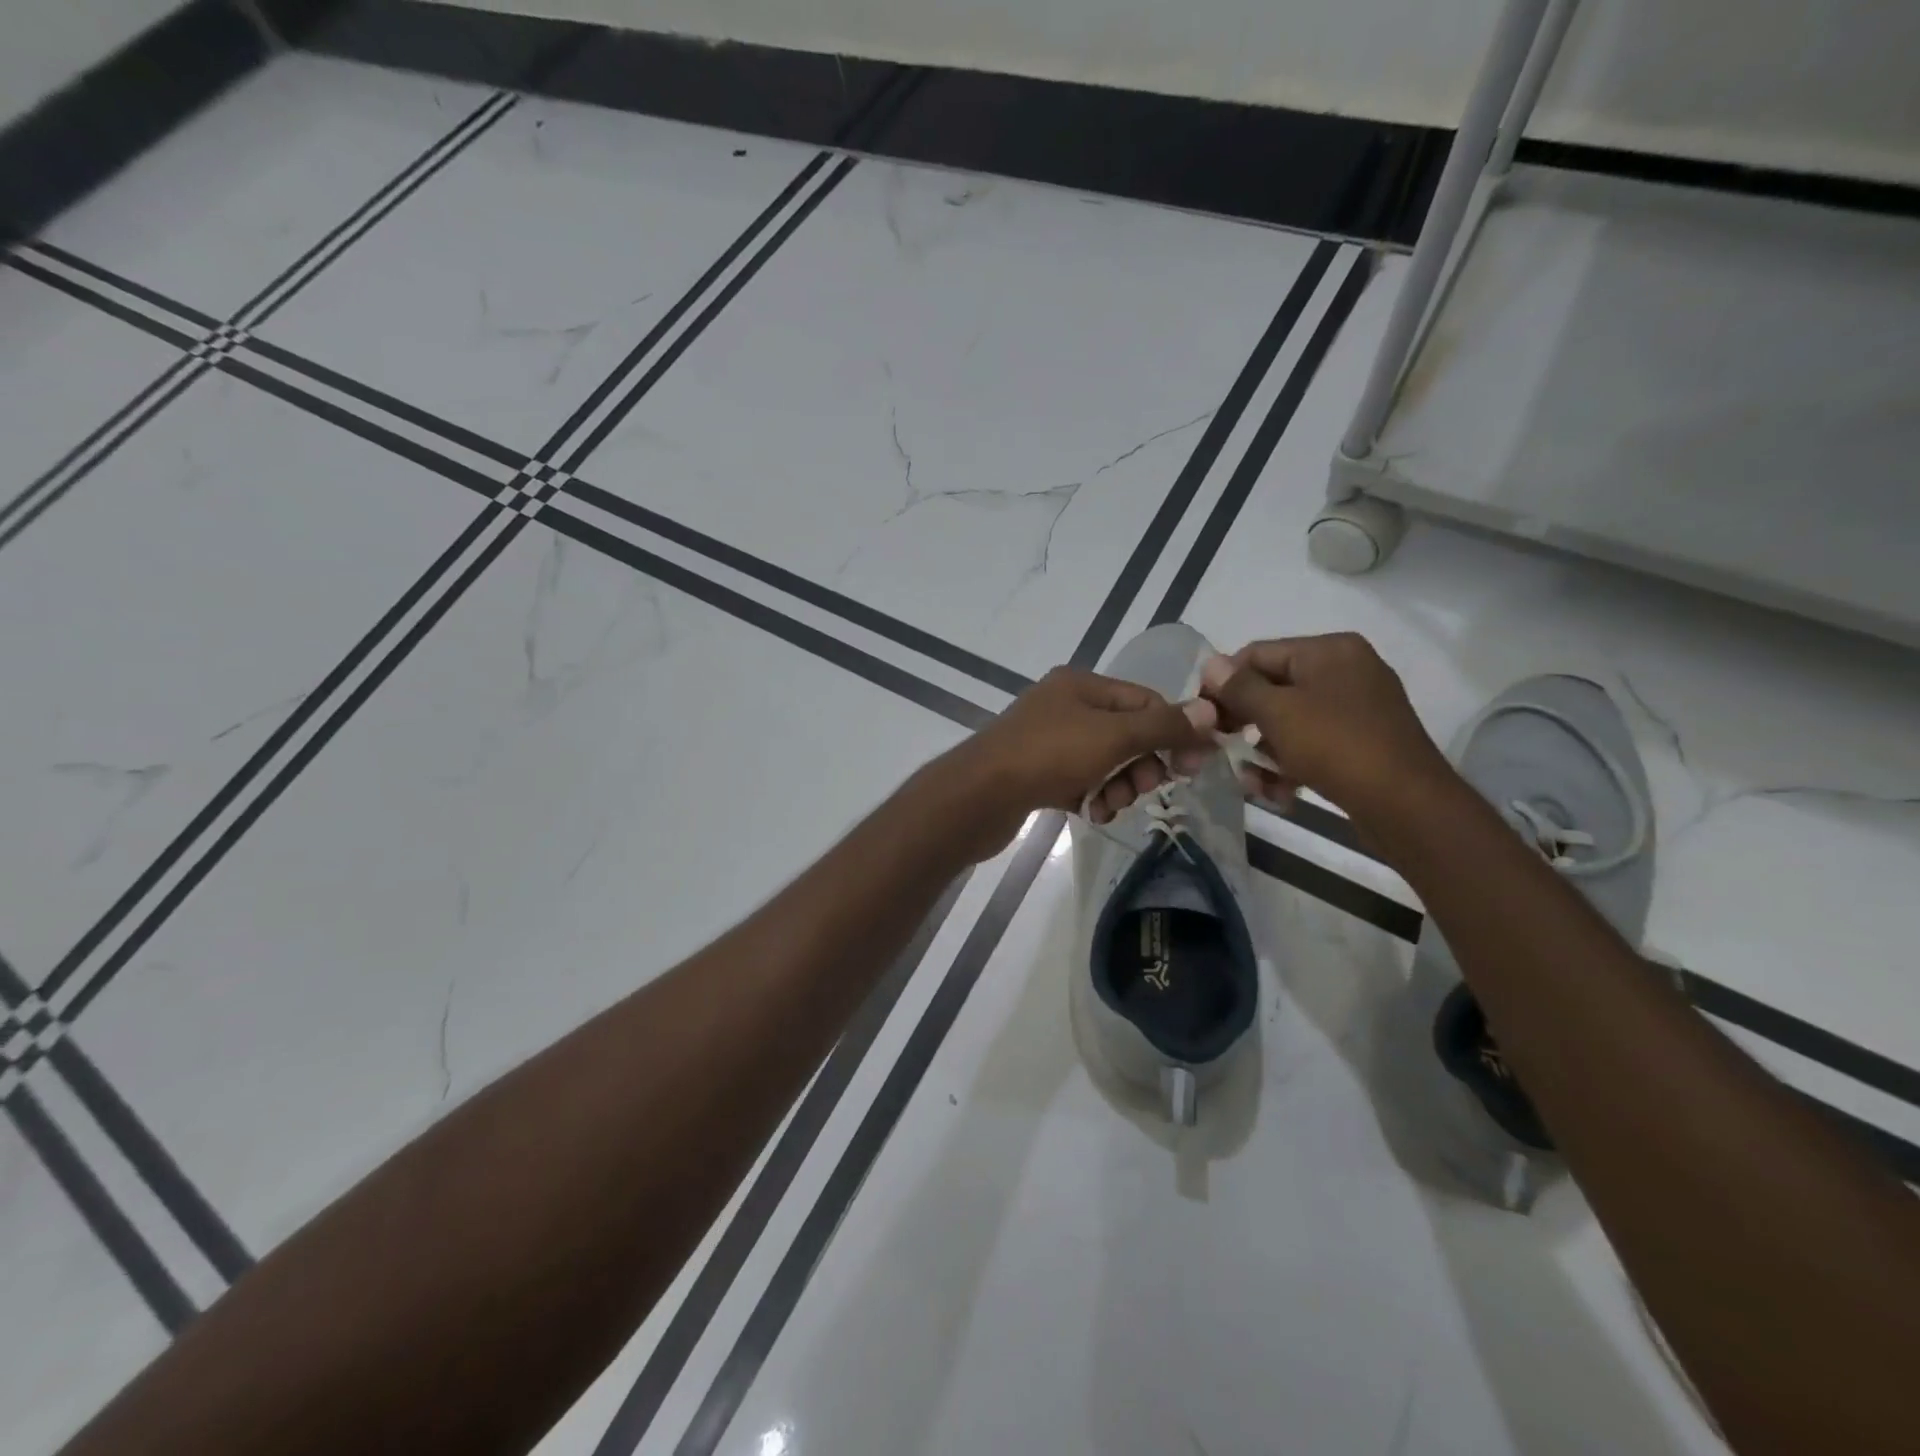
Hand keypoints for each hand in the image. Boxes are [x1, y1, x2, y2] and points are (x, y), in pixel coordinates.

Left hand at [938, 667, 1214, 859]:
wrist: (979, 796)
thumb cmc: (1048, 756)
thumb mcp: (1113, 736)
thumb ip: (1163, 726)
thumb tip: (1210, 712)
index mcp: (1081, 685)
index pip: (1144, 701)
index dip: (1173, 731)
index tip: (1192, 767)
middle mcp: (1064, 706)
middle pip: (1126, 733)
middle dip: (1141, 764)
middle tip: (1145, 789)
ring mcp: (1047, 740)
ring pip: (1104, 762)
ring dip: (1118, 786)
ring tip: (1108, 805)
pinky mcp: (1036, 773)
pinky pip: (1080, 781)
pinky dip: (1091, 796)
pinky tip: (1089, 813)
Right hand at [1199, 633, 1450, 826]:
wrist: (1407, 804)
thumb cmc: (1336, 746)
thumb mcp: (1278, 713)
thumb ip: (1240, 687)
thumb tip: (1210, 664)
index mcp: (1329, 650)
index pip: (1257, 654)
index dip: (1224, 683)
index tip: (1200, 716)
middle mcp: (1346, 669)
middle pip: (1274, 688)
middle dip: (1244, 723)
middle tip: (1218, 749)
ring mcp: (1358, 706)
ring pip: (1291, 721)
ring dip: (1264, 752)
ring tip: (1252, 784)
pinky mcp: (1363, 740)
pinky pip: (1314, 742)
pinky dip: (1292, 764)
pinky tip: (1278, 793)